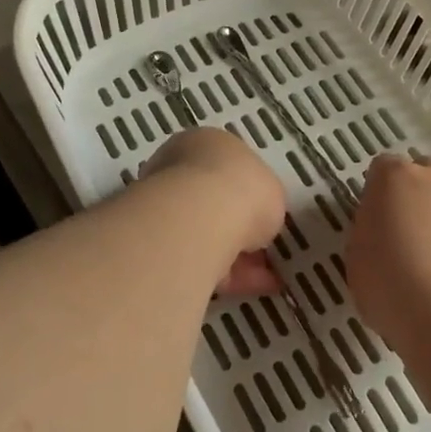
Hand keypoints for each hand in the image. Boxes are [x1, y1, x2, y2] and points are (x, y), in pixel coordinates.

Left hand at [139, 128, 284, 295]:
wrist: (199, 220)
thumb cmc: (242, 189)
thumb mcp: (271, 189)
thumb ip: (264, 201)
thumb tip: (256, 220)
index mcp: (203, 143)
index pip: (225, 166)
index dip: (248, 192)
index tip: (266, 216)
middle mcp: (176, 170)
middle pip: (212, 202)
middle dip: (239, 228)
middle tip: (265, 250)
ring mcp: (162, 208)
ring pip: (206, 235)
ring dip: (237, 255)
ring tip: (269, 278)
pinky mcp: (159, 247)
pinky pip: (201, 261)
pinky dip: (230, 276)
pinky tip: (257, 287)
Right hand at [344, 153, 430, 348]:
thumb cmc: (390, 283)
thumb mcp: (356, 254)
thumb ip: (368, 228)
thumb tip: (382, 227)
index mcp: (395, 177)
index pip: (381, 168)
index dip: (374, 192)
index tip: (371, 220)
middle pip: (420, 173)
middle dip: (410, 194)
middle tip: (398, 231)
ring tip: (425, 258)